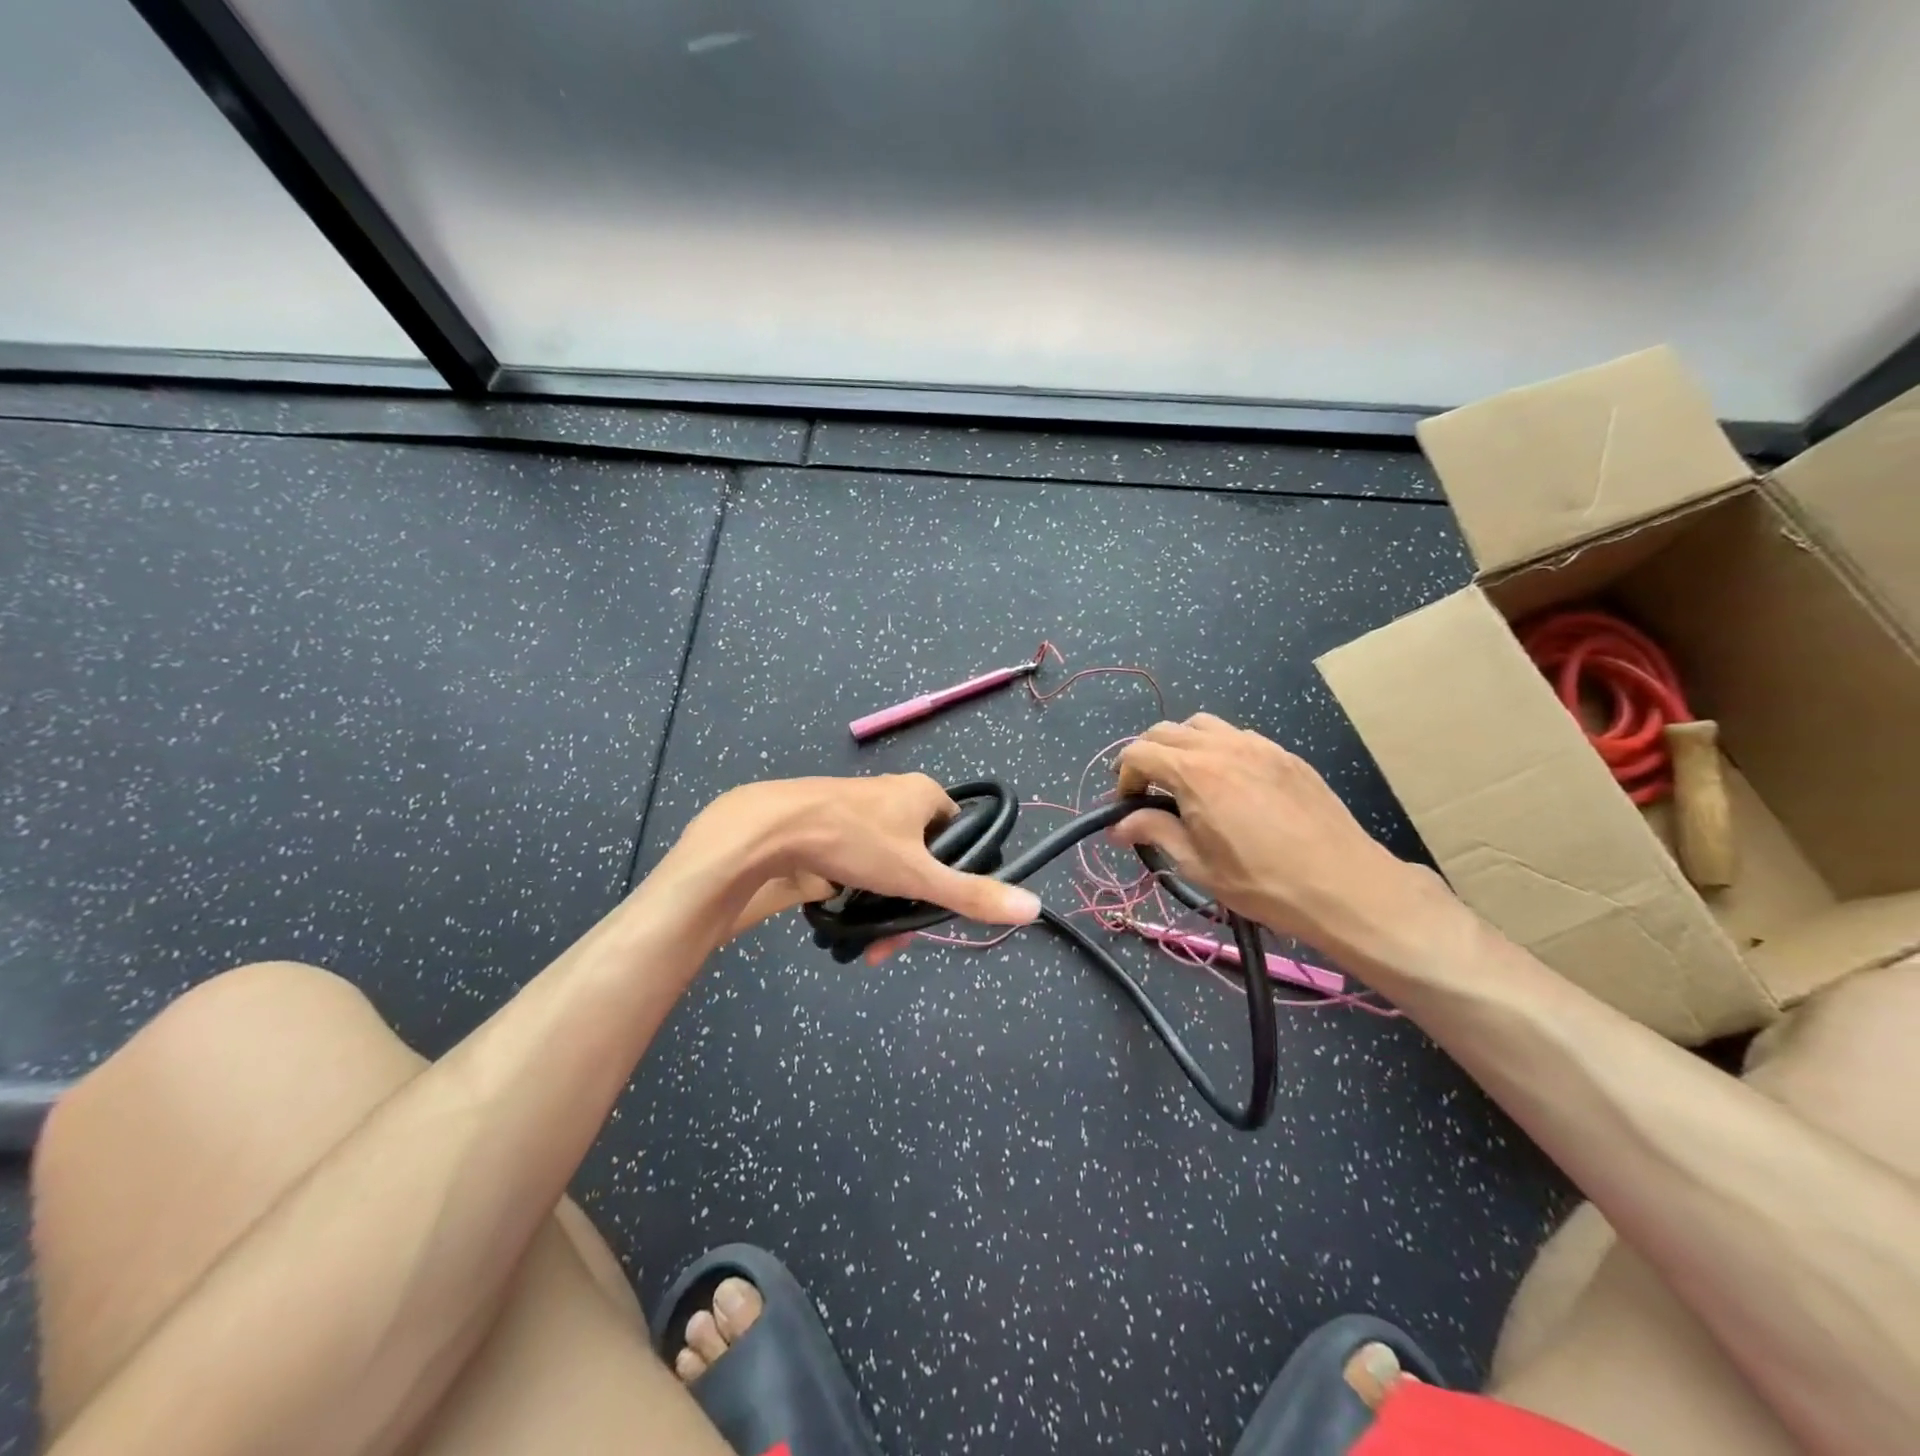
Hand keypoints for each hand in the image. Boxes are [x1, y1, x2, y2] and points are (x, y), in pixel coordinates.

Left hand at [684, 774, 1041, 943]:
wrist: (771, 828)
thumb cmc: (854, 840)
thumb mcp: (917, 875)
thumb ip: (971, 893)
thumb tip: (1032, 907)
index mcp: (923, 793)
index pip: (960, 834)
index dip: (956, 874)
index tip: (938, 909)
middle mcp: (895, 795)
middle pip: (923, 858)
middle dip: (913, 905)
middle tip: (895, 941)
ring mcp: (861, 810)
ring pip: (890, 866)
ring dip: (886, 906)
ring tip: (869, 945)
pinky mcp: (831, 826)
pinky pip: (860, 863)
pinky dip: (860, 892)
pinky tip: (847, 920)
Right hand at [1113, 715, 1458, 969]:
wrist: (1344, 885)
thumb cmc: (1262, 882)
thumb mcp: (1198, 865)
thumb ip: (1154, 833)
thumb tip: (1117, 826)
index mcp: (1195, 773)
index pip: (1139, 752)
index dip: (1123, 776)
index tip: (1127, 804)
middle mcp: (1223, 747)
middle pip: (1166, 731)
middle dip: (1147, 755)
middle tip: (1148, 791)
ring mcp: (1259, 746)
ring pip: (1203, 725)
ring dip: (1182, 746)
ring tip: (1187, 781)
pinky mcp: (1286, 755)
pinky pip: (1238, 737)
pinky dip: (1218, 749)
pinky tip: (1229, 784)